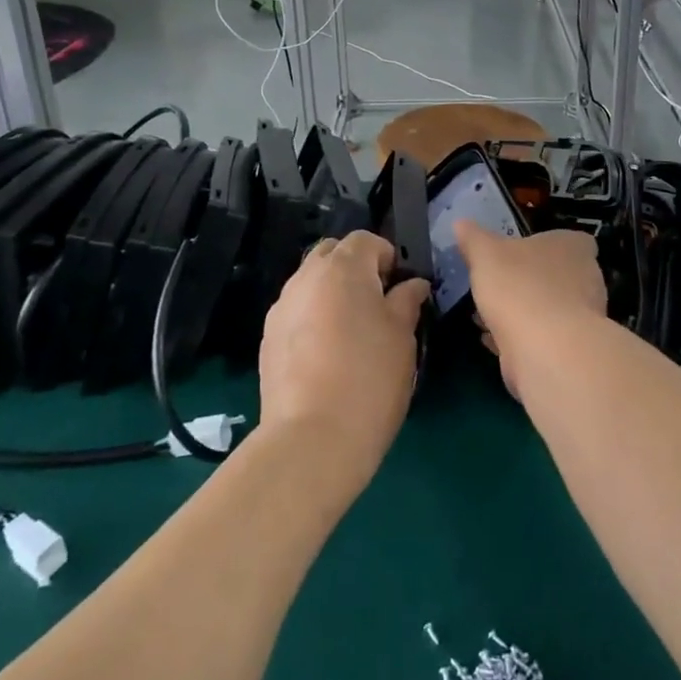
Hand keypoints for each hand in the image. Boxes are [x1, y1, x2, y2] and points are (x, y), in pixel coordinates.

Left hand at [257, 231, 426, 488]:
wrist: (312, 439)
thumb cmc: (370, 378)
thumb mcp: (403, 336)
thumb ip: (407, 300)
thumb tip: (413, 285)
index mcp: (343, 268)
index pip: (366, 240)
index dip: (387, 257)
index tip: (399, 288)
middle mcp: (306, 277)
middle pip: (332, 254)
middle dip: (354, 268)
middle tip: (376, 304)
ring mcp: (282, 307)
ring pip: (311, 282)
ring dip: (331, 293)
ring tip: (350, 332)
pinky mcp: (267, 338)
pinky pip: (296, 311)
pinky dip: (313, 318)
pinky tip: (326, 355)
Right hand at [455, 223, 606, 397]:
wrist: (545, 349)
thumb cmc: (519, 287)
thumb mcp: (485, 254)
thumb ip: (474, 239)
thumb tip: (460, 223)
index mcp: (574, 247)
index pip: (574, 241)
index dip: (551, 246)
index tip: (525, 253)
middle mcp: (587, 278)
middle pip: (561, 274)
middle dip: (531, 281)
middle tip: (500, 285)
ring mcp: (583, 317)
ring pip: (550, 308)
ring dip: (524, 311)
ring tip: (488, 315)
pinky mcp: (572, 349)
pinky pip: (544, 337)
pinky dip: (521, 338)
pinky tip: (495, 340)